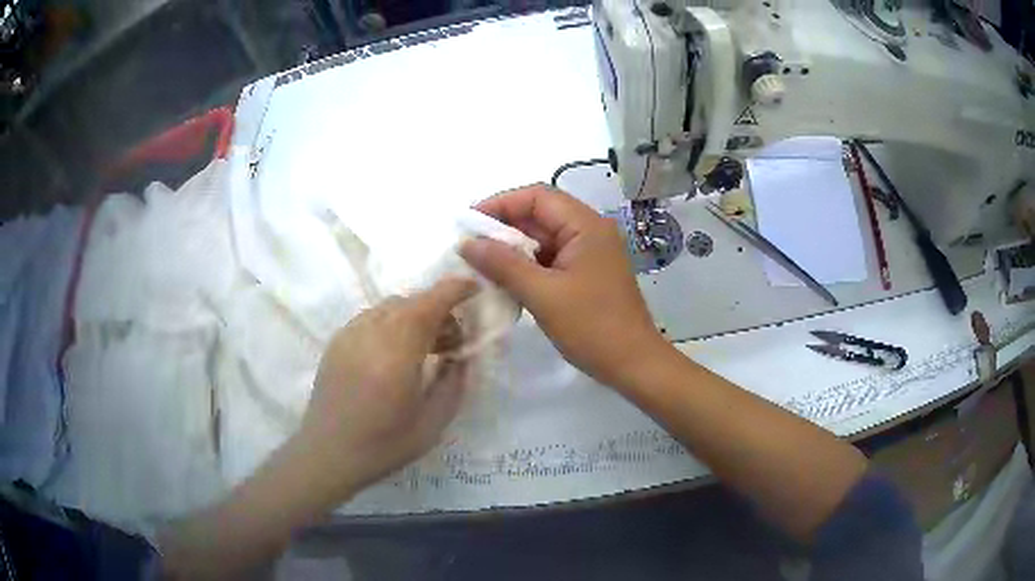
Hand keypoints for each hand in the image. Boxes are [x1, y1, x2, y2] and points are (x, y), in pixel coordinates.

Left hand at [297, 278, 476, 499]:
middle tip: (453, 340)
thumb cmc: (383, 445)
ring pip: (390, 307)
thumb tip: (461, 356)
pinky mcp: (336, 341)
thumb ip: (454, 383)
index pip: (429, 303)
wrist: (328, 453)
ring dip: (414, 315)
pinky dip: (392, 323)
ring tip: (425, 347)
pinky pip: (371, 318)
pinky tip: (395, 353)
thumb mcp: (433, 423)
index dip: (455, 290)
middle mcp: (371, 333)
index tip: (475, 290)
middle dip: (438, 309)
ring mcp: (349, 334)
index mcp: (397, 353)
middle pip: (411, 302)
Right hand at [460, 184, 669, 388]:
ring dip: (513, 248)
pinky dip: (527, 266)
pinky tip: (504, 279)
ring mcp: (589, 254)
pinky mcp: (586, 274)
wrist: (633, 365)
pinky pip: (551, 259)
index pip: (537, 196)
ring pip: (544, 238)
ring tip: (480, 263)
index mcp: (586, 225)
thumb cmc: (592, 327)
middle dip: (503, 227)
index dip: (500, 203)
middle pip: (540, 214)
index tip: (469, 223)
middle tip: (469, 246)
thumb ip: (503, 264)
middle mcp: (590, 231)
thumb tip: (466, 243)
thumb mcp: (543, 294)